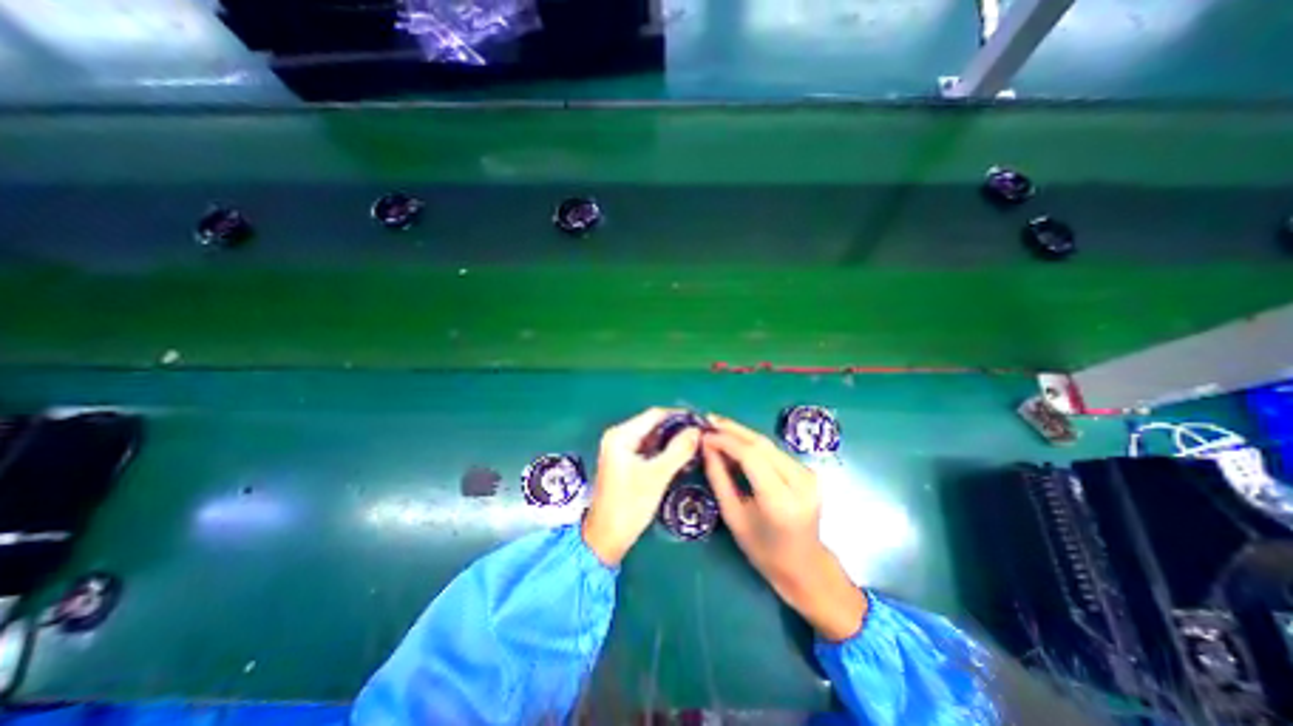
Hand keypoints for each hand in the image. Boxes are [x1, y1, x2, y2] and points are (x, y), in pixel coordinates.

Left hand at [583, 408, 702, 566]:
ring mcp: (620, 449)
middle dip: (676, 428)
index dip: (679, 416)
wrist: (606, 539)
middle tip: (701, 434)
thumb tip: (697, 430)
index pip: (655, 415)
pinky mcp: (624, 462)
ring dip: (671, 440)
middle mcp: (618, 436)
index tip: (701, 421)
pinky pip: (647, 449)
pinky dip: (663, 450)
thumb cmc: (629, 505)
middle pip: (652, 424)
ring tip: (695, 443)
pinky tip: (680, 456)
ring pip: (651, 437)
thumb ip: (678, 450)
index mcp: (621, 435)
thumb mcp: (657, 476)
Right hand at [703, 415, 861, 639]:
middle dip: (732, 429)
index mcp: (781, 501)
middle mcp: (800, 482)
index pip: (751, 456)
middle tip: (708, 420)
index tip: (704, 434)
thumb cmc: (763, 550)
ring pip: (768, 444)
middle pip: (762, 444)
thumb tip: (706, 446)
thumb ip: (719, 478)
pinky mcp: (807, 471)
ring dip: (741, 433)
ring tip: (717, 428)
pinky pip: (774, 451)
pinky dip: (753, 444)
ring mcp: (808, 475)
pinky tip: (736, 441)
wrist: (805, 566)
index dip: (726, 441)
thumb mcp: (733, 517)